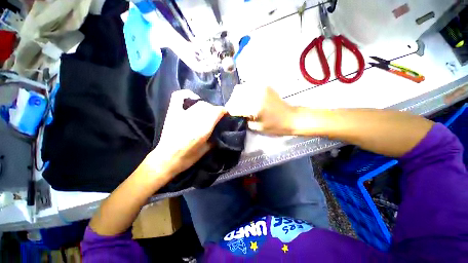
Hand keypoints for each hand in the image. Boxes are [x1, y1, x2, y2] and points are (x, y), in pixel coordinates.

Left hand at [145, 90, 225, 178]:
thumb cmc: (188, 157)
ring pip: (199, 103)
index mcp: (203, 129)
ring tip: (207, 112)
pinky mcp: (173, 113)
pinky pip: (179, 97)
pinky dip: (187, 94)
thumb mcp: (206, 150)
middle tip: (216, 116)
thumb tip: (221, 130)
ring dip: (206, 106)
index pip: (217, 112)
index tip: (226, 114)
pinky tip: (193, 97)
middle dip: (215, 110)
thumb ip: (215, 138)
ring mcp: (182, 114)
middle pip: (209, 107)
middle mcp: (194, 119)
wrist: (167, 159)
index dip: (223, 111)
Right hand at [226, 84, 295, 134]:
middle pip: (236, 95)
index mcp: (254, 107)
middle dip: (232, 102)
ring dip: (237, 96)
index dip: (230, 110)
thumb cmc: (274, 126)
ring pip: (240, 88)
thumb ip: (243, 118)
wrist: (290, 118)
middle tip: (234, 109)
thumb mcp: (256, 127)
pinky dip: (244, 92)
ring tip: (240, 104)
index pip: (234, 106)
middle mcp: (256, 94)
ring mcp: (260, 87)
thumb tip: (235, 112)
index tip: (229, 114)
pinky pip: (248, 86)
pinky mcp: (264, 85)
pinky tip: (247, 99)